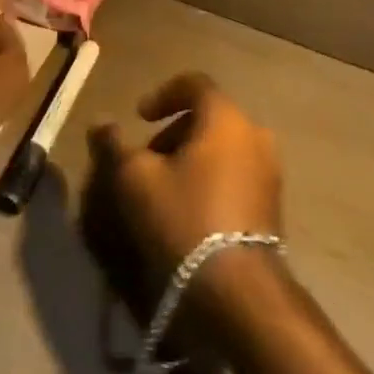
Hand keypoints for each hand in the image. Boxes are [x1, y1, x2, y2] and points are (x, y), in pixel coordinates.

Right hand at [86, 74, 283, 294]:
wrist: (238, 290)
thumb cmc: (184, 218)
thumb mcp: (136, 179)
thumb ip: (116, 145)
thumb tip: (100, 123)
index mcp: (226, 118)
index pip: (195, 84)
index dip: (162, 94)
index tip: (139, 118)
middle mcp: (255, 135)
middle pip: (209, 117)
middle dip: (173, 132)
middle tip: (147, 159)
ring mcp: (270, 170)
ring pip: (223, 147)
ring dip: (192, 157)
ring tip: (164, 187)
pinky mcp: (273, 204)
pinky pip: (237, 173)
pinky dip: (211, 178)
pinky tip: (190, 209)